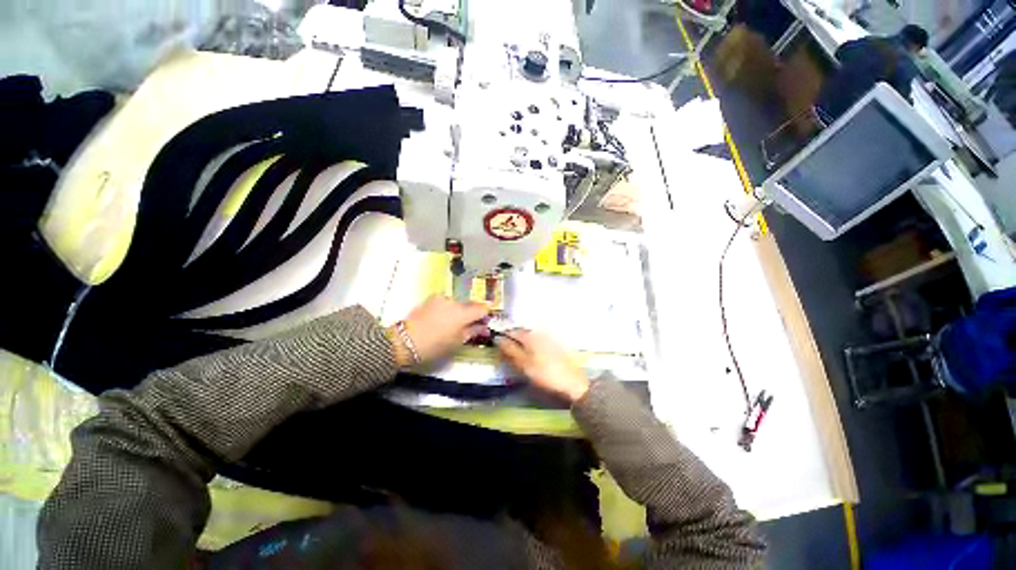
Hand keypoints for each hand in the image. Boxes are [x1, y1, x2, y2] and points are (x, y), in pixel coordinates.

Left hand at [389, 296, 488, 366]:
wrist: (404, 341)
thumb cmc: (434, 345)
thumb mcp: (457, 342)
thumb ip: (473, 331)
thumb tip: (485, 327)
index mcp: (463, 313)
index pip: (482, 309)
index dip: (485, 316)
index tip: (483, 324)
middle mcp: (454, 301)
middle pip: (469, 305)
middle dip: (470, 315)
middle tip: (466, 328)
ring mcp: (441, 298)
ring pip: (456, 304)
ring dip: (457, 312)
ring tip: (449, 326)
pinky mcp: (430, 299)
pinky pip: (445, 303)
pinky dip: (446, 310)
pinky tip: (439, 321)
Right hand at [495, 329, 589, 403]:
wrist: (573, 383)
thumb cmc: (546, 374)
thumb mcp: (524, 364)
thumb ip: (510, 351)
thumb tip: (498, 339)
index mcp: (530, 336)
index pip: (511, 331)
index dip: (502, 337)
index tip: (496, 345)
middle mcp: (539, 332)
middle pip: (521, 332)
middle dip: (512, 338)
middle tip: (505, 350)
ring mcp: (548, 337)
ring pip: (530, 336)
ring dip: (522, 342)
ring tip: (517, 354)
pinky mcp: (555, 344)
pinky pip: (538, 341)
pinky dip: (531, 345)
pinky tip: (531, 354)